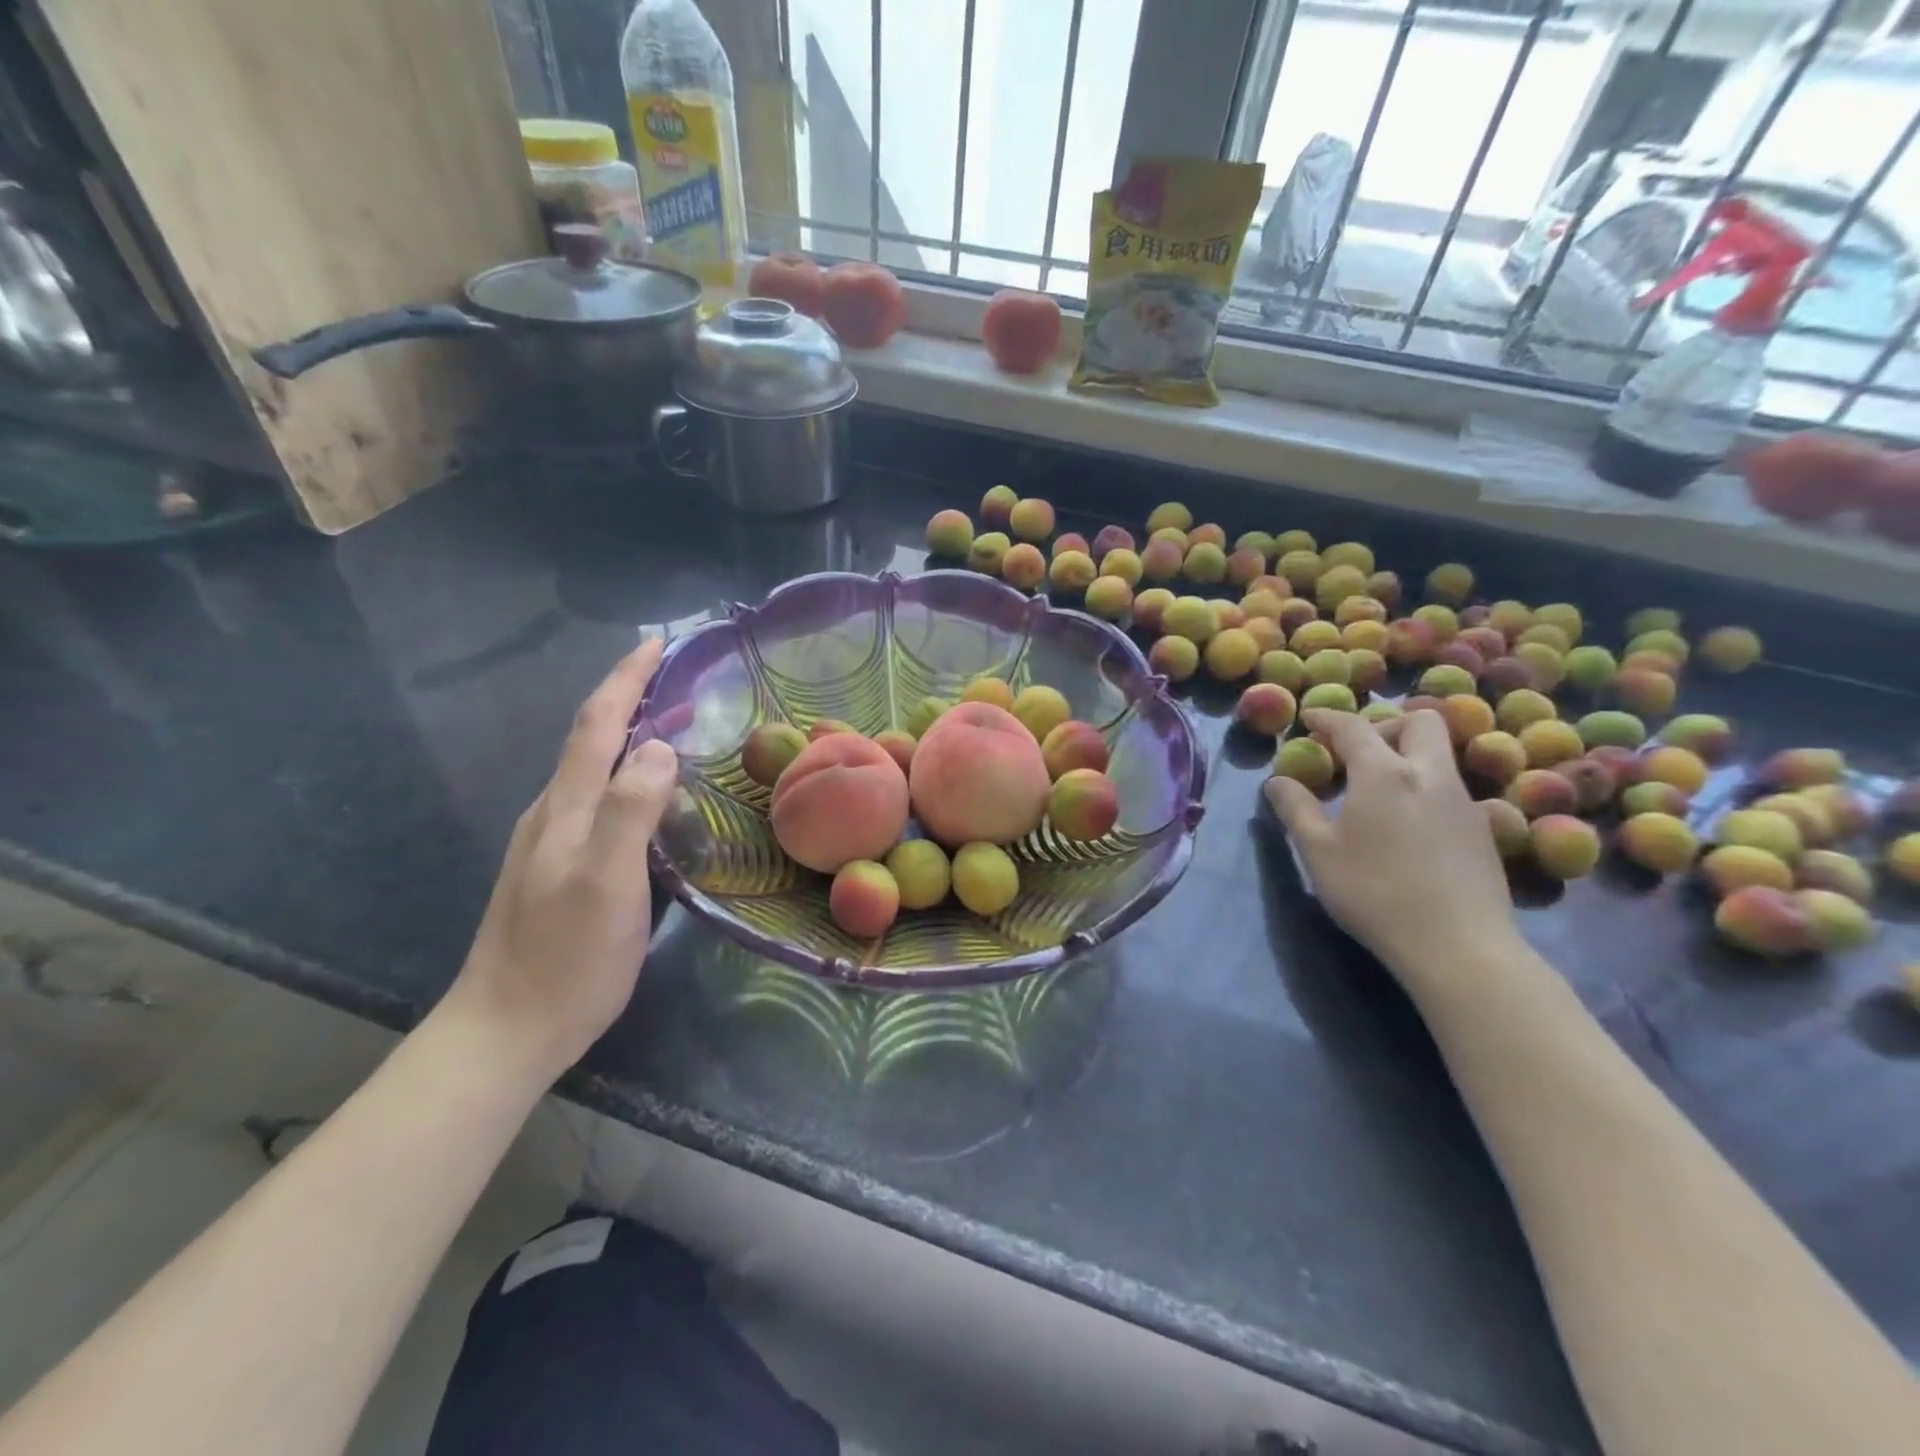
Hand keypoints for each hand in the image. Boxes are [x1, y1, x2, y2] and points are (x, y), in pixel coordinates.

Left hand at [446, 641, 678, 1078]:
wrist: (506, 1031)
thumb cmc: (566, 958)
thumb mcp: (607, 883)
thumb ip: (630, 811)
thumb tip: (660, 745)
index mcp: (565, 808)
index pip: (596, 724)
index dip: (626, 678)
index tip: (657, 642)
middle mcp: (554, 813)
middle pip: (590, 738)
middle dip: (629, 696)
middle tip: (677, 679)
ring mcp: (552, 842)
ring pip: (593, 769)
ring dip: (629, 735)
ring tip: (674, 725)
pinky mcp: (560, 867)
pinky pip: (599, 800)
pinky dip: (627, 775)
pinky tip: (650, 794)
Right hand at [1264, 708, 1516, 984]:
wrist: (1458, 946)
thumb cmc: (1374, 892)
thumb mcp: (1317, 851)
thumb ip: (1295, 808)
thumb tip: (1278, 781)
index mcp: (1384, 773)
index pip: (1353, 726)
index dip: (1328, 717)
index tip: (1310, 718)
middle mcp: (1430, 775)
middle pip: (1420, 722)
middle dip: (1385, 726)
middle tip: (1357, 753)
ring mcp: (1464, 803)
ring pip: (1439, 756)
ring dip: (1407, 757)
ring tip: (1378, 793)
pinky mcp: (1483, 832)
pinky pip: (1450, 791)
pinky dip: (1424, 791)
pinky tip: (1408, 828)